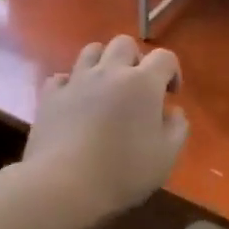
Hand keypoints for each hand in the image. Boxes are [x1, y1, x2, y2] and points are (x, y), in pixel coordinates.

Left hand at [25, 36, 187, 219]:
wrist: (64, 184)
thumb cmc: (122, 171)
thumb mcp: (166, 156)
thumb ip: (177, 128)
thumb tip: (172, 111)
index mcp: (143, 82)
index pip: (164, 57)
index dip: (172, 72)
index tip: (170, 95)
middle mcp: (109, 71)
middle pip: (125, 44)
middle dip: (135, 59)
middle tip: (137, 87)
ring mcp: (77, 81)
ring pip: (91, 50)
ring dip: (103, 62)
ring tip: (106, 87)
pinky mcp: (50, 96)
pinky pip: (62, 77)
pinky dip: (72, 84)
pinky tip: (75, 102)